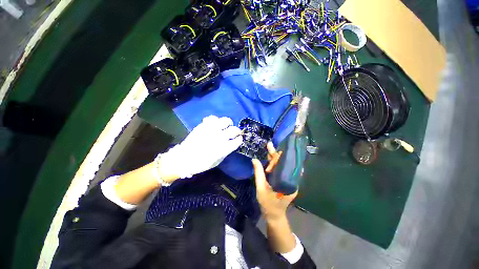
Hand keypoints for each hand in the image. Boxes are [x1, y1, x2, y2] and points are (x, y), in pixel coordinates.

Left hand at [160, 115, 242, 178]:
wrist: (184, 158)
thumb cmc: (202, 163)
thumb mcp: (218, 161)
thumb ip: (226, 151)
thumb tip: (230, 143)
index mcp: (224, 148)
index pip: (237, 141)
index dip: (239, 139)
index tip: (239, 139)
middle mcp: (220, 137)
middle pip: (234, 130)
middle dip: (237, 131)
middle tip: (234, 132)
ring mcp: (212, 130)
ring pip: (225, 121)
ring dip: (228, 123)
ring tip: (226, 125)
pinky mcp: (204, 125)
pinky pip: (212, 118)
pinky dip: (215, 120)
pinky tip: (215, 124)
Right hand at [252, 142, 297, 221]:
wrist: (275, 216)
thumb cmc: (268, 204)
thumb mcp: (261, 188)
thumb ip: (258, 173)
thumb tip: (254, 159)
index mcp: (287, 181)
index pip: (283, 164)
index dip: (275, 157)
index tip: (270, 147)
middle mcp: (291, 179)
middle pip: (284, 163)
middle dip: (276, 154)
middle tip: (269, 146)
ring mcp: (290, 180)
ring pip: (282, 165)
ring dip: (275, 159)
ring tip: (269, 151)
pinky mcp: (286, 181)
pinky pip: (281, 170)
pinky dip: (276, 164)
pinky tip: (271, 159)